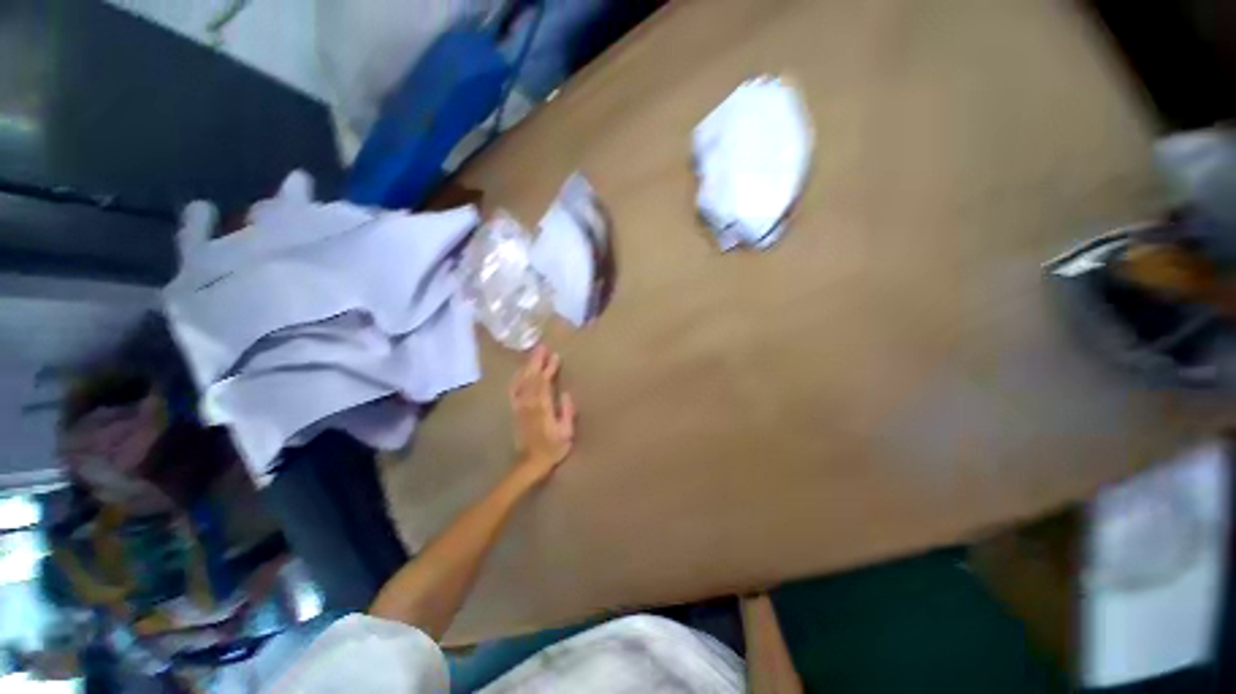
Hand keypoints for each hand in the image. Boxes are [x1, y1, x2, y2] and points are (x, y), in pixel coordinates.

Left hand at [510, 346, 575, 481]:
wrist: (529, 463)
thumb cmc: (552, 449)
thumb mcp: (566, 433)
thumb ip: (566, 412)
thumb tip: (566, 392)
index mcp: (542, 407)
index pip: (544, 382)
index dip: (548, 368)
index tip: (555, 355)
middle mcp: (528, 403)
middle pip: (531, 377)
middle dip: (536, 360)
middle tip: (542, 346)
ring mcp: (519, 406)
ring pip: (521, 380)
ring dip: (527, 366)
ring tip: (534, 353)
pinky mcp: (514, 410)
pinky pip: (514, 389)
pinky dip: (517, 377)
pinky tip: (520, 371)